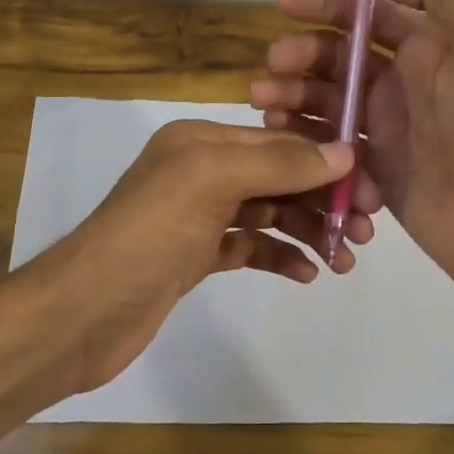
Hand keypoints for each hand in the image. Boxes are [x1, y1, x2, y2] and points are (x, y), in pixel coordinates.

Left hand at [34, 120, 372, 392]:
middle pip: (277, 178)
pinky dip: (279, 256)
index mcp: (201, 140)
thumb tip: (345, 151)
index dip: (325, 161)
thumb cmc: (148, 235)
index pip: (278, 142)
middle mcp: (200, 171)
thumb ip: (279, 163)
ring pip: (268, 214)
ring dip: (307, 231)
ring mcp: (197, 216)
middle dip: (322, 200)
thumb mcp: (212, 181)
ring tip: (344, 260)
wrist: (83, 313)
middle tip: (364, 232)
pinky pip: (250, 247)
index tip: (370, 190)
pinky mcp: (195, 257)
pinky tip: (306, 274)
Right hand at [250, 0, 453, 299]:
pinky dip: (308, 142)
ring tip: (267, 105)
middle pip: (336, 57)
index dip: (325, 2)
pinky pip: (329, 147)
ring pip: (324, 101)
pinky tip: (292, 147)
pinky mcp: (373, 170)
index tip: (283, 4)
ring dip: (292, 96)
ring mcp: (386, 128)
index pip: (366, 13)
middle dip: (300, 55)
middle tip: (273, 68)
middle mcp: (403, 81)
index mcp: (428, 45)